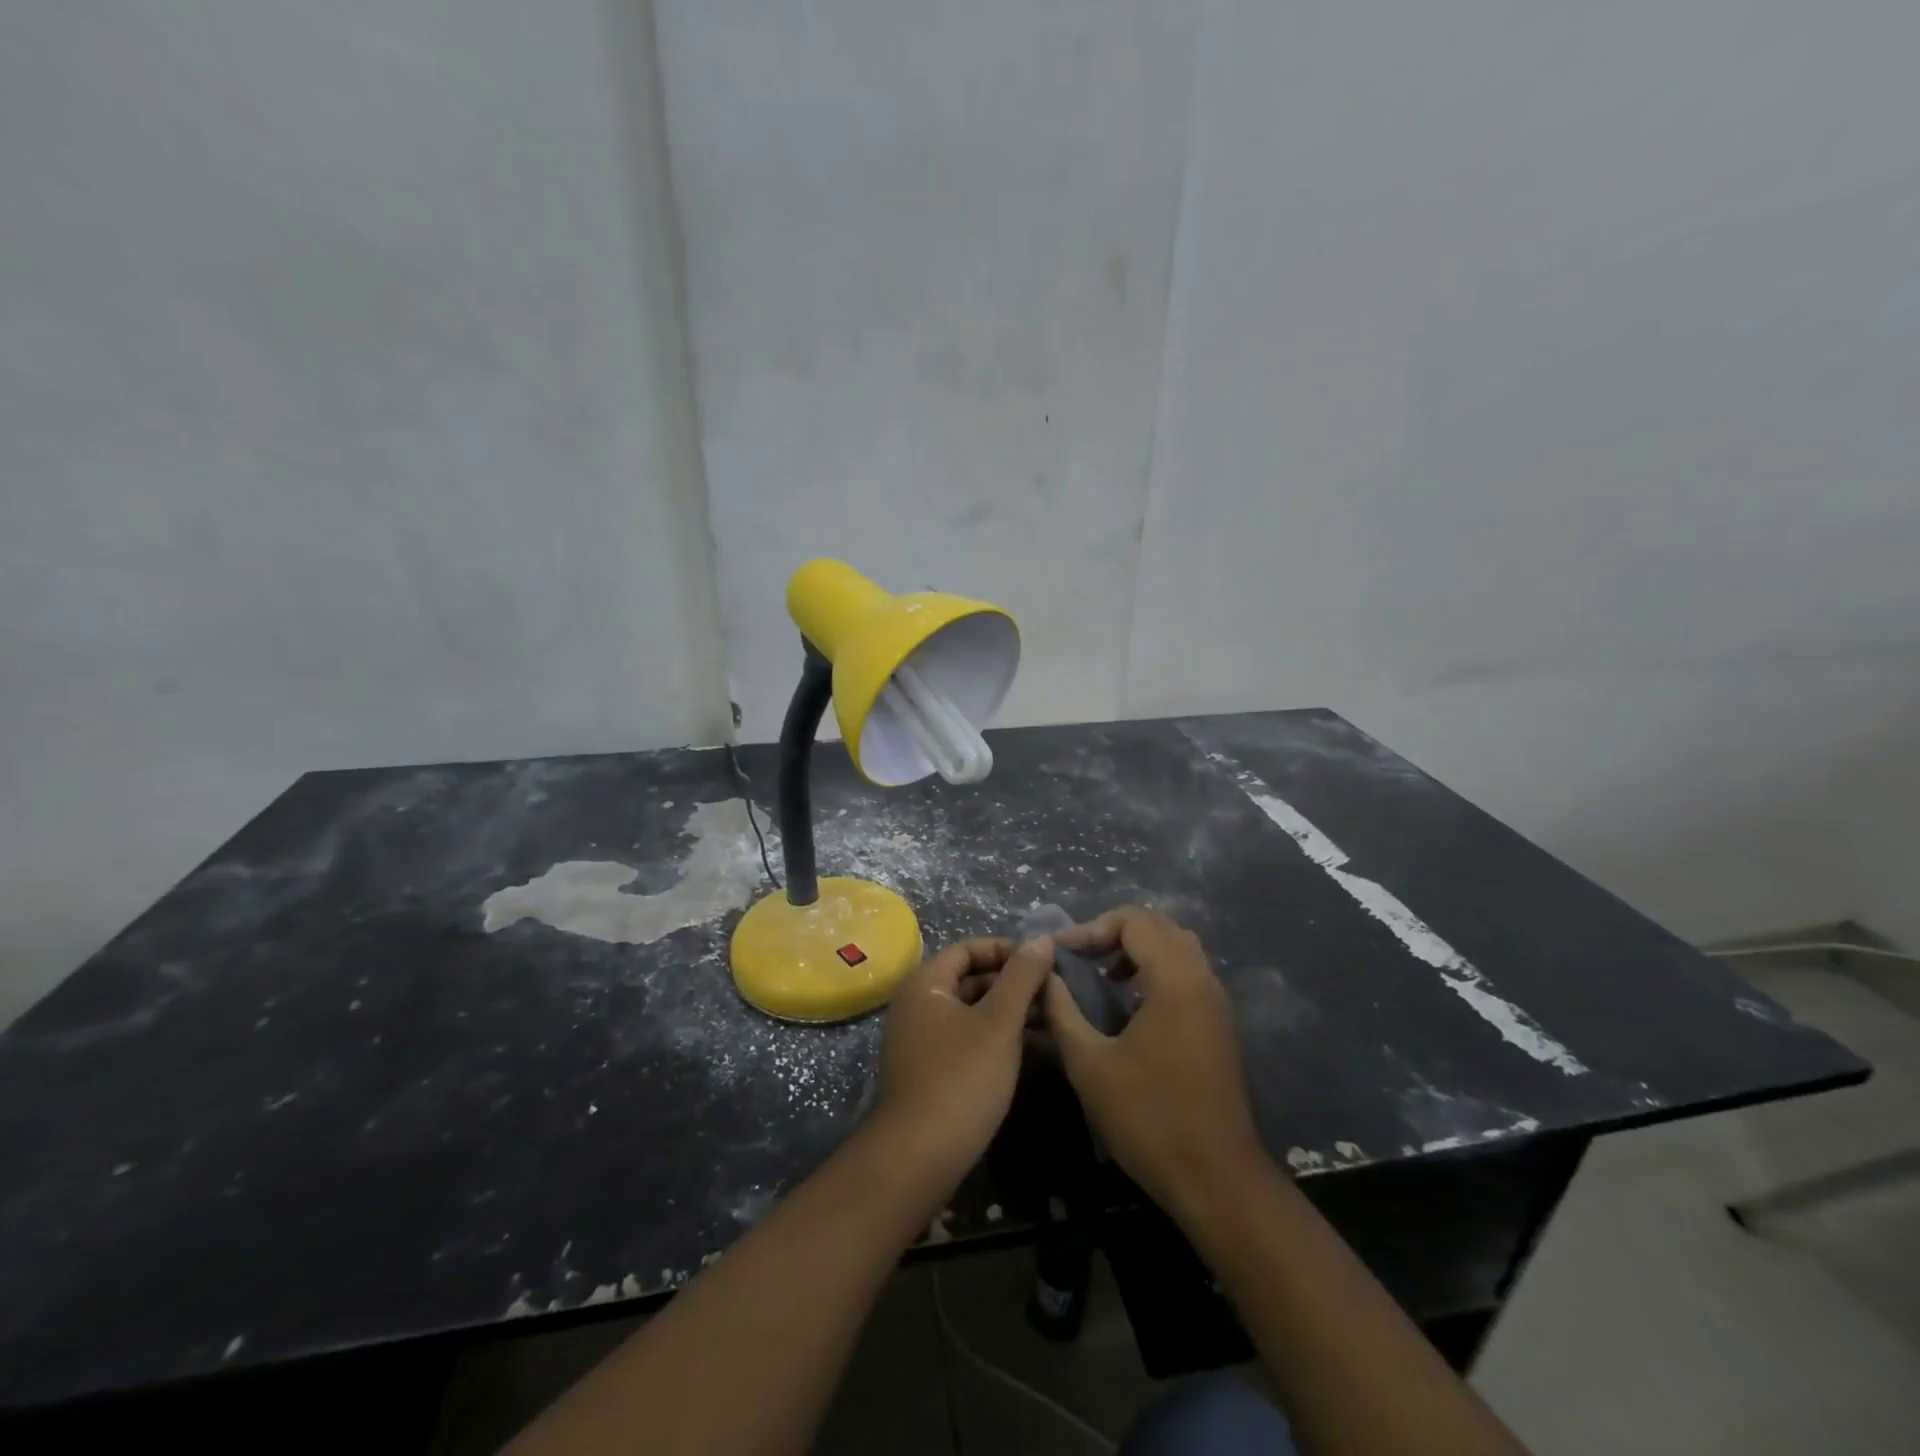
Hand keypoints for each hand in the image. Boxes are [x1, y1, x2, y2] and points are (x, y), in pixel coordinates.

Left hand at [869, 936, 1053, 1187]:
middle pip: (968, 978)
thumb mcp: (999, 1022)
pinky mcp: (927, 1070)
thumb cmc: (961, 1078)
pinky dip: (994, 1036)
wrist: (917, 1158)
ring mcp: (919, 1040)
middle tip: (1053, 992)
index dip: (1007, 950)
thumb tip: (1041, 938)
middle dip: (1011, 982)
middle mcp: (916, 1004)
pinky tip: (1027, 1049)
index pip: (968, 948)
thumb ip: (1022, 977)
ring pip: (969, 1011)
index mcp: (925, 983)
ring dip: (1006, 1011)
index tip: (1044, 962)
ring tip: (1049, 1020)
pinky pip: (964, 1038)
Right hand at [1047, 908, 1265, 1214]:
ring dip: (1138, 949)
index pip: (1135, 920)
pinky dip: (1157, 970)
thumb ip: (1063, 1011)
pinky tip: (1130, 1004)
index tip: (1062, 953)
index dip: (1093, 927)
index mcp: (1175, 981)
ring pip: (1178, 948)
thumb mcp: (1090, 1064)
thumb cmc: (1149, 1118)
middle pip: (1160, 926)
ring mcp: (1217, 1004)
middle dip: (1115, 932)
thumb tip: (1045, 976)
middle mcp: (1202, 981)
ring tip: (1103, 976)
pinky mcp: (1220, 1026)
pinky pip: (1188, 973)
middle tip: (1081, 956)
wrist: (1217, 1180)